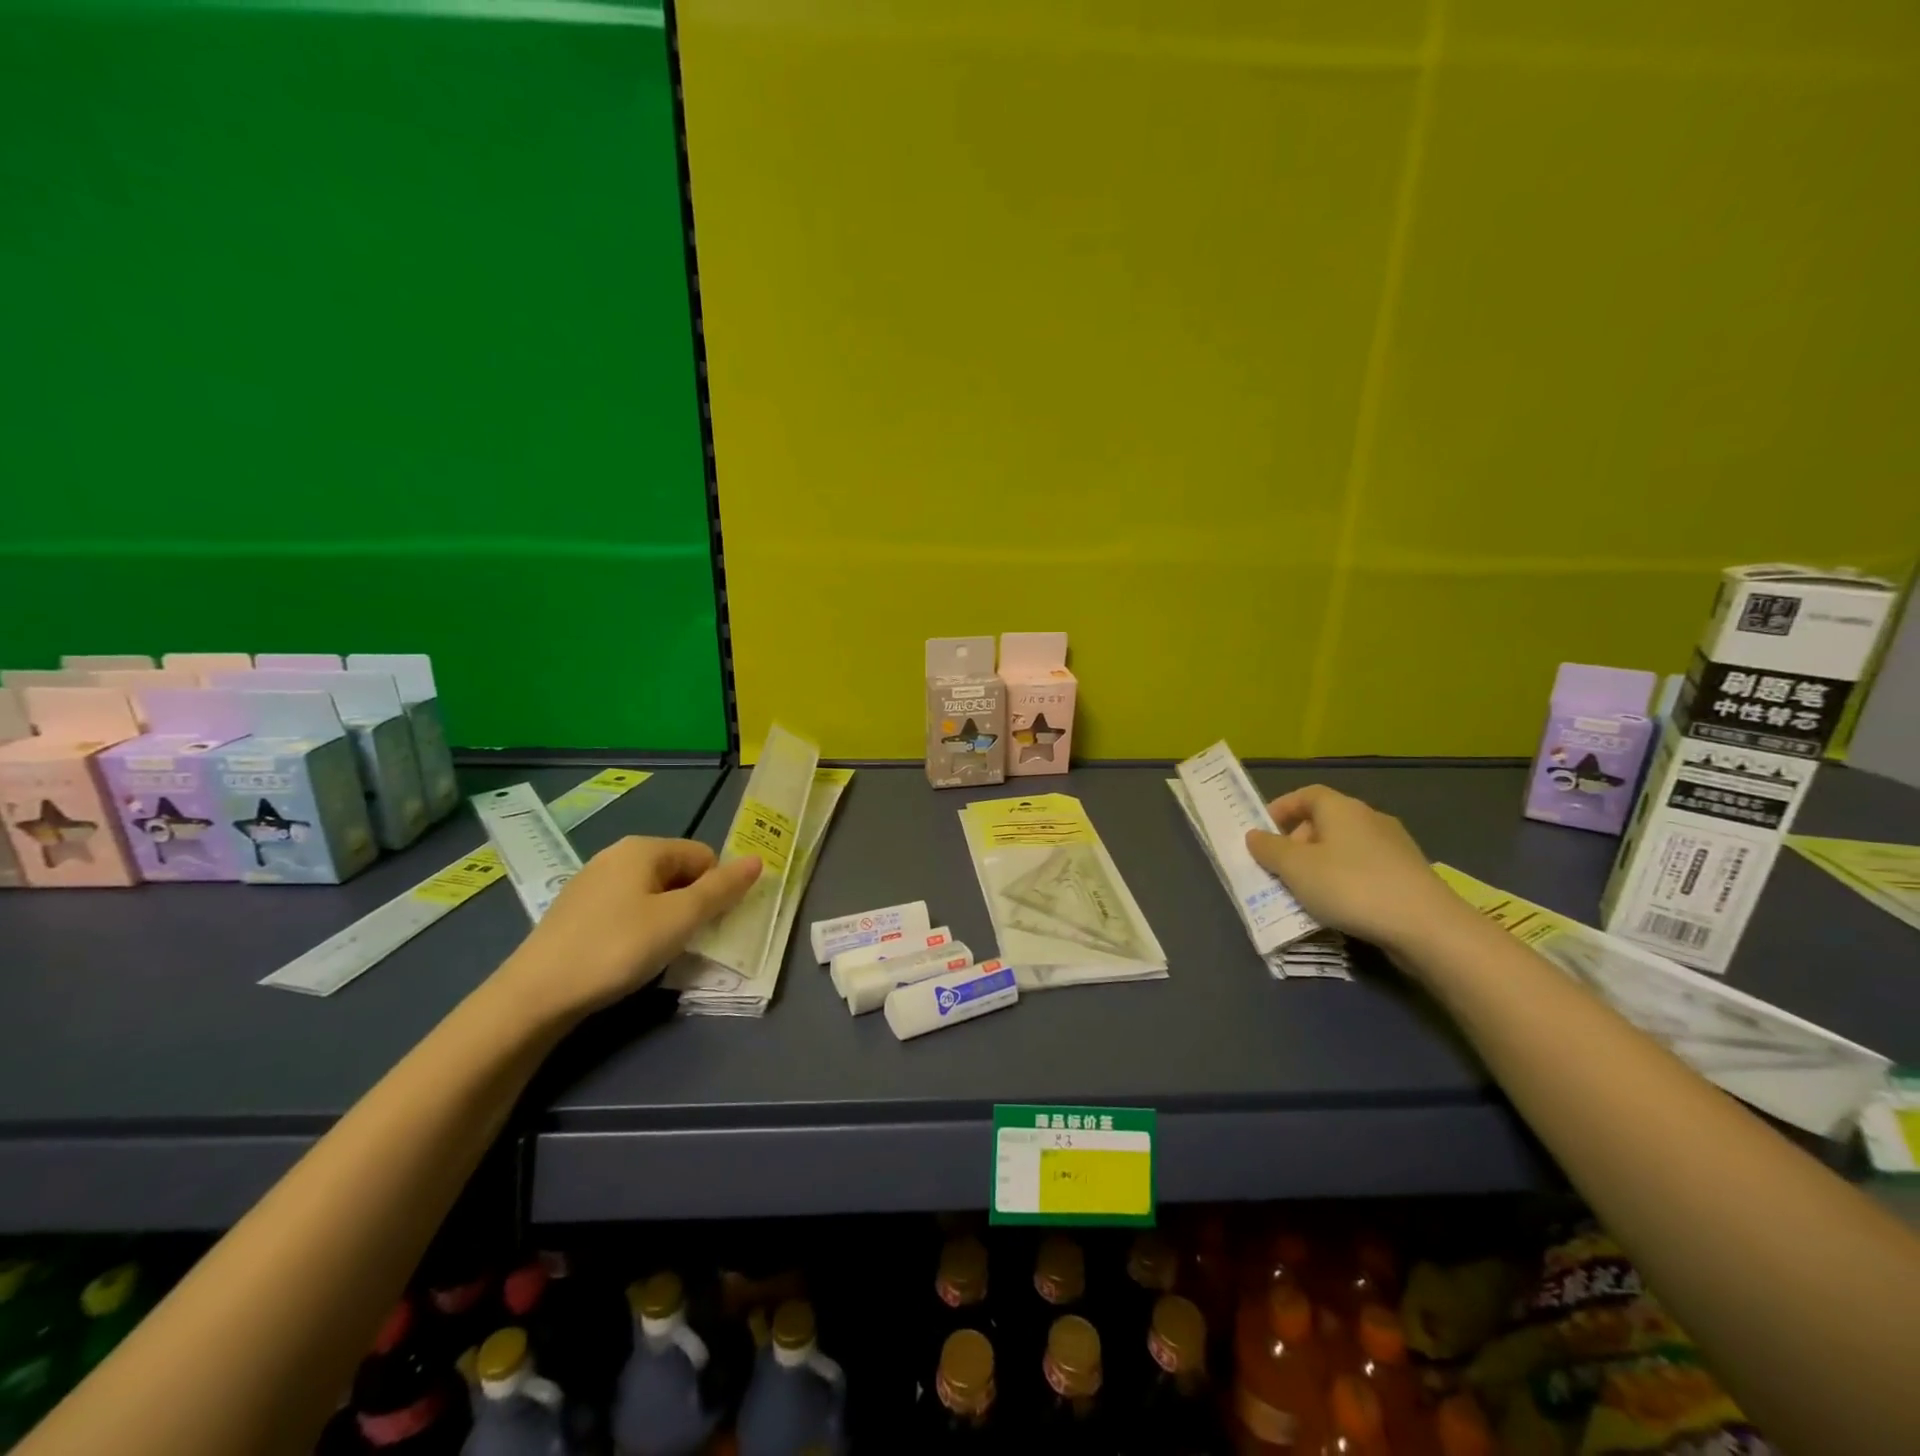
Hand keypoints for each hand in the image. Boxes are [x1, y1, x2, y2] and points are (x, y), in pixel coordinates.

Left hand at [500, 837, 761, 1017]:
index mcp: (643, 848)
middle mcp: (616, 855)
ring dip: (665, 919)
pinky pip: (625, 909)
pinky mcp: (575, 911)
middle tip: (683, 942)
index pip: (704, 856)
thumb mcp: (680, 919)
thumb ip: (722, 889)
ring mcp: (591, 882)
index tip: (704, 926)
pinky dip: (637, 929)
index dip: (713, 890)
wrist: (535, 995)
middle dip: (690, 905)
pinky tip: (625, 957)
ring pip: (651, 893)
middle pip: (678, 872)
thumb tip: (758, 860)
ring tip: (654, 953)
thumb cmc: (617, 948)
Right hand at [1244, 785, 1468, 956]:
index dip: (1282, 808)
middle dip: (1298, 842)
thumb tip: (1254, 835)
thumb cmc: (1351, 887)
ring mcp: (1394, 846)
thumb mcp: (1295, 869)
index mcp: (1341, 808)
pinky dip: (1345, 880)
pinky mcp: (1409, 874)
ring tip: (1306, 892)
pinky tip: (1340, 906)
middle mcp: (1370, 818)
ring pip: (1345, 847)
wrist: (1427, 927)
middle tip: (1280, 869)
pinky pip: (1365, 869)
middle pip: (1325, 821)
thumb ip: (1269, 849)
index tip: (1263, 831)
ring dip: (1321, 864)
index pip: (1306, 794)